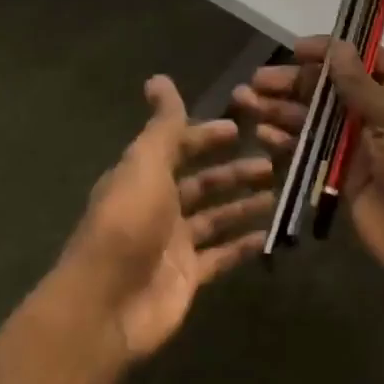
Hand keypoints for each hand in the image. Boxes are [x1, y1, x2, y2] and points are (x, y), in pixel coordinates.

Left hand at [62, 76, 274, 359]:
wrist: (105, 306)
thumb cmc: (128, 223)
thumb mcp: (145, 163)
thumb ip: (162, 125)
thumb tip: (159, 78)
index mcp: (142, 176)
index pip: (177, 147)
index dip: (205, 136)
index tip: (238, 128)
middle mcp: (157, 206)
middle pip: (201, 183)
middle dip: (232, 171)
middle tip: (270, 162)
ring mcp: (173, 244)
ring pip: (214, 218)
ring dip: (242, 204)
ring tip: (277, 193)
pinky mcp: (187, 277)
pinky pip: (221, 255)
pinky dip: (243, 244)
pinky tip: (270, 234)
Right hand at [233, 38, 383, 292]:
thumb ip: (361, 86)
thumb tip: (338, 46)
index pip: (362, 61)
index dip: (328, 53)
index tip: (293, 49)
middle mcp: (381, 116)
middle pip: (331, 91)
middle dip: (294, 84)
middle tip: (256, 81)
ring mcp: (363, 149)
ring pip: (317, 122)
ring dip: (283, 111)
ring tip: (246, 102)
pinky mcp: (347, 181)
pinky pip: (314, 155)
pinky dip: (289, 144)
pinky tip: (264, 134)